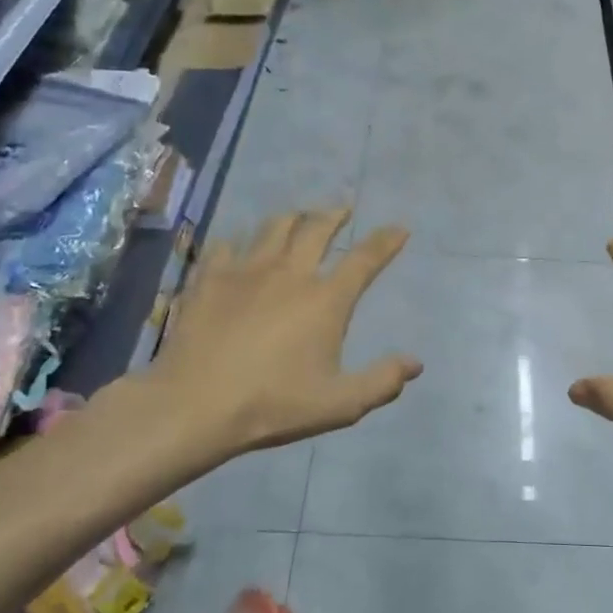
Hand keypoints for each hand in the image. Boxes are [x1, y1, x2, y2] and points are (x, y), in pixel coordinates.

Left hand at [122, 208, 420, 463]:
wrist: (196, 404)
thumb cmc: (274, 404)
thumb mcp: (340, 404)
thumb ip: (382, 382)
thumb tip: (415, 363)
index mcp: (325, 300)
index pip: (364, 260)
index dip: (386, 241)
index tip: (399, 228)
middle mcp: (289, 273)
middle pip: (316, 228)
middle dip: (335, 214)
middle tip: (343, 208)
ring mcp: (244, 271)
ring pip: (272, 227)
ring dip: (292, 217)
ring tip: (298, 215)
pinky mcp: (208, 278)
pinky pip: (227, 245)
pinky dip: (241, 240)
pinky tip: (240, 244)